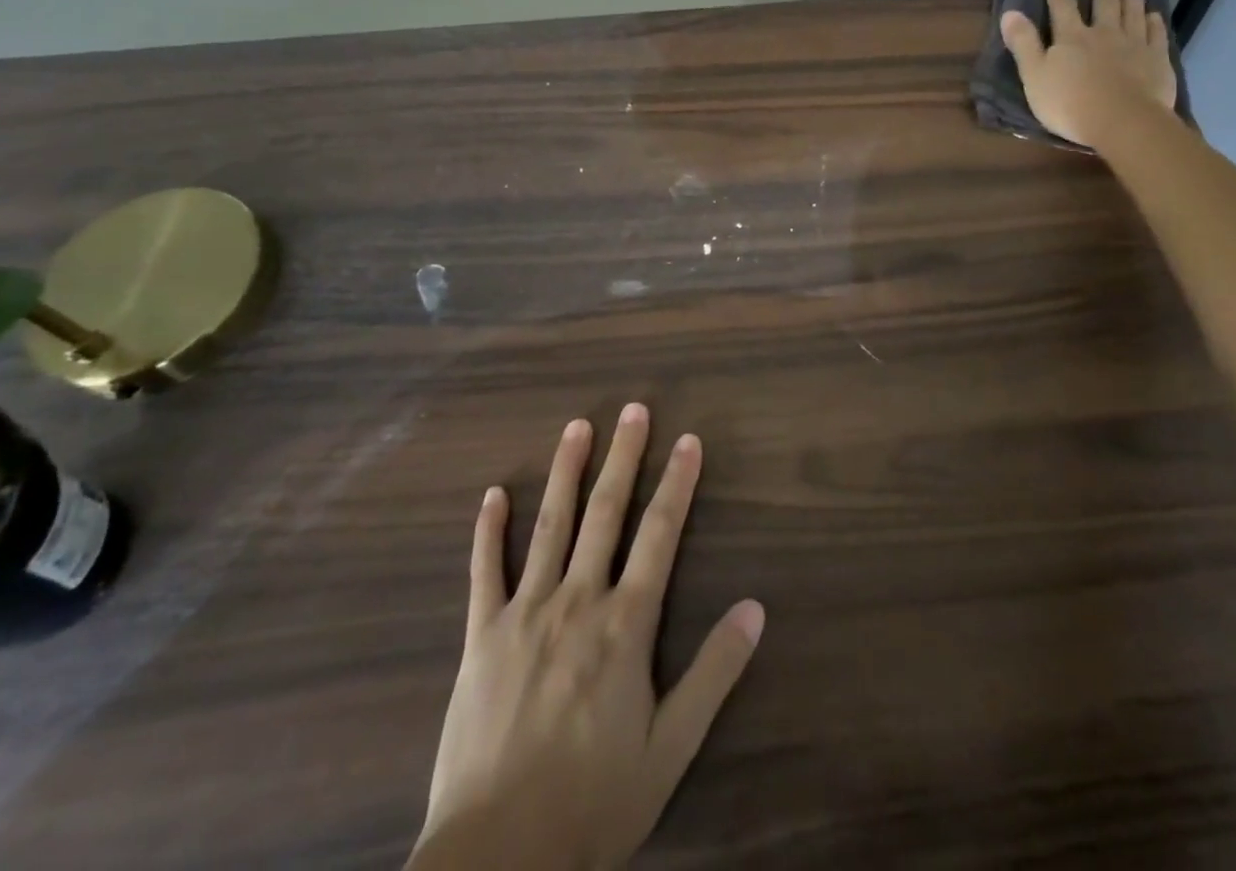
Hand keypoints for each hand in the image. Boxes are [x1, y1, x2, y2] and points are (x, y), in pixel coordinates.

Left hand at [409, 406, 763, 870]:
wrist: (497, 859)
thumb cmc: (594, 802)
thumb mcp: (671, 748)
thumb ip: (714, 673)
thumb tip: (755, 608)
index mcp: (624, 624)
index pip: (660, 535)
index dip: (677, 484)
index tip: (688, 441)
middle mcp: (577, 601)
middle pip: (605, 513)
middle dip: (623, 457)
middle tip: (634, 409)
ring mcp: (524, 613)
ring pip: (550, 525)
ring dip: (566, 471)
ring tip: (577, 426)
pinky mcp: (480, 636)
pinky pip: (483, 571)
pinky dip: (488, 530)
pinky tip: (494, 493)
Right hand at [1000, 0, 1178, 152]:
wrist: (1122, 122)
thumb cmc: (1070, 103)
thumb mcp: (1034, 76)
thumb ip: (1023, 44)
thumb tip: (1010, 12)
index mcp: (1071, 38)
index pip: (1062, 5)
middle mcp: (1104, 34)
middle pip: (1104, 4)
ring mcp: (1134, 46)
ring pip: (1132, 14)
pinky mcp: (1157, 62)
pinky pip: (1156, 36)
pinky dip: (1155, 23)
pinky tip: (1155, 16)